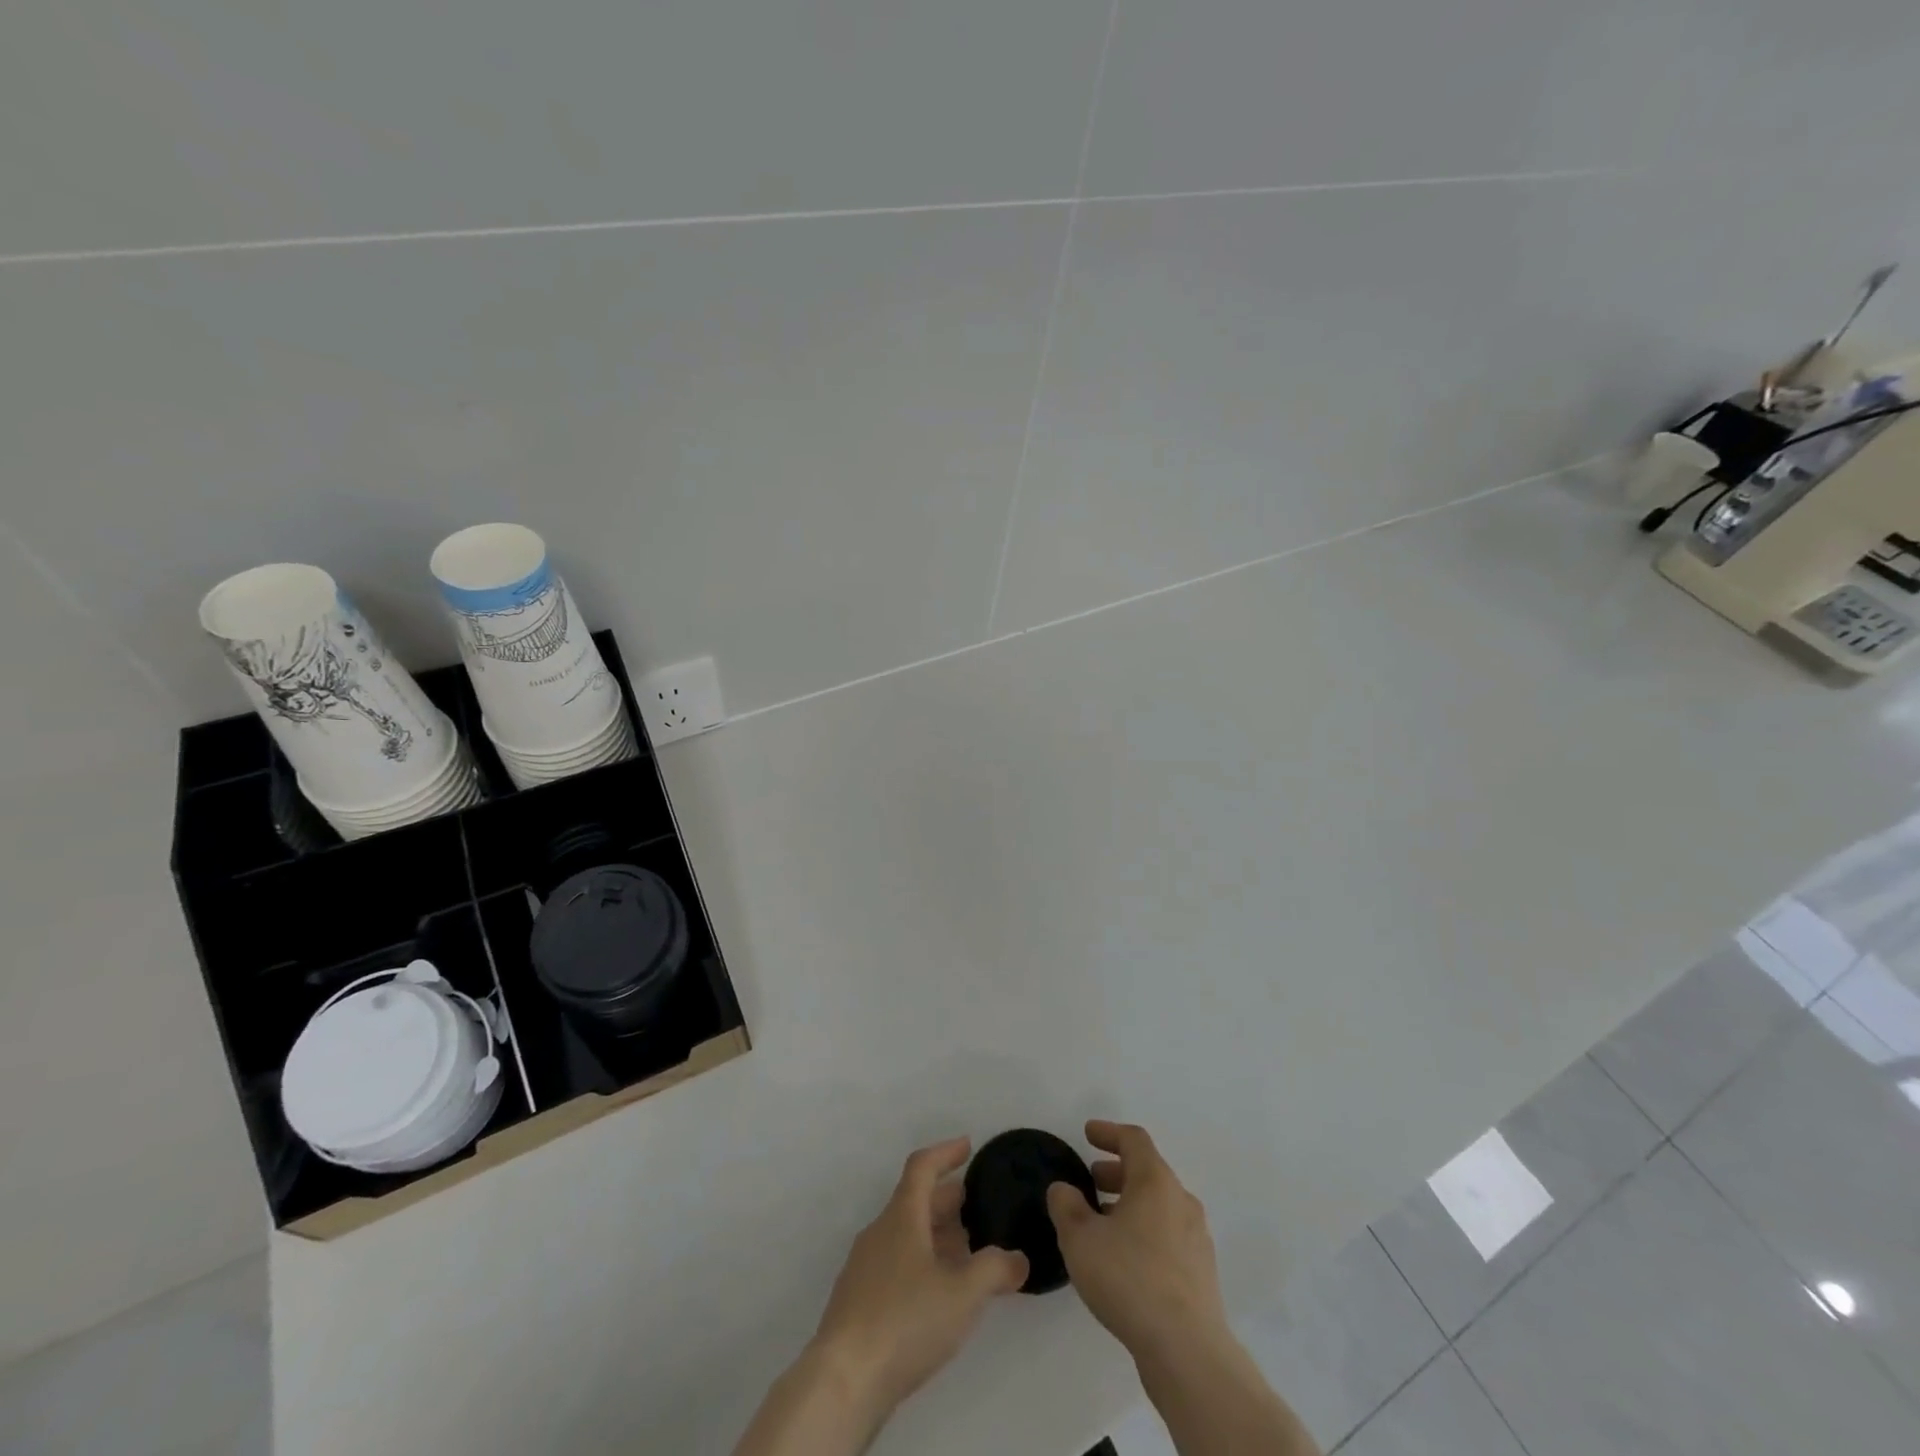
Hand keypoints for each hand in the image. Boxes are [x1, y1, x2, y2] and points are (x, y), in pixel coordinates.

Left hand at [810, 1136, 1029, 1414]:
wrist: (843, 1380)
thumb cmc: (905, 1320)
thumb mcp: (962, 1293)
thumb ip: (995, 1269)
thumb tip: (1018, 1258)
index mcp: (902, 1216)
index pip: (922, 1166)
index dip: (946, 1152)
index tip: (968, 1146)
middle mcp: (880, 1231)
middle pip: (915, 1202)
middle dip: (947, 1200)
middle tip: (978, 1206)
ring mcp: (865, 1267)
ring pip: (906, 1235)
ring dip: (936, 1236)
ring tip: (967, 1253)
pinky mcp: (859, 1301)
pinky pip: (897, 1264)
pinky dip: (922, 1264)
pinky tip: (939, 1295)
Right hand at [1046, 1120, 1228, 1365]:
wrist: (1187, 1350)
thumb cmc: (1129, 1279)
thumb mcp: (1080, 1239)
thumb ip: (1066, 1206)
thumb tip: (1064, 1189)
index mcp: (1155, 1181)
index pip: (1133, 1140)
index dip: (1108, 1132)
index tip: (1088, 1133)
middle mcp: (1181, 1200)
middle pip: (1148, 1171)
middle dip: (1117, 1170)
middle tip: (1091, 1178)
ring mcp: (1196, 1237)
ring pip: (1159, 1205)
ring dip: (1130, 1203)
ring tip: (1102, 1221)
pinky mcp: (1201, 1272)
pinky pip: (1168, 1234)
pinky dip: (1144, 1230)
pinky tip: (1124, 1258)